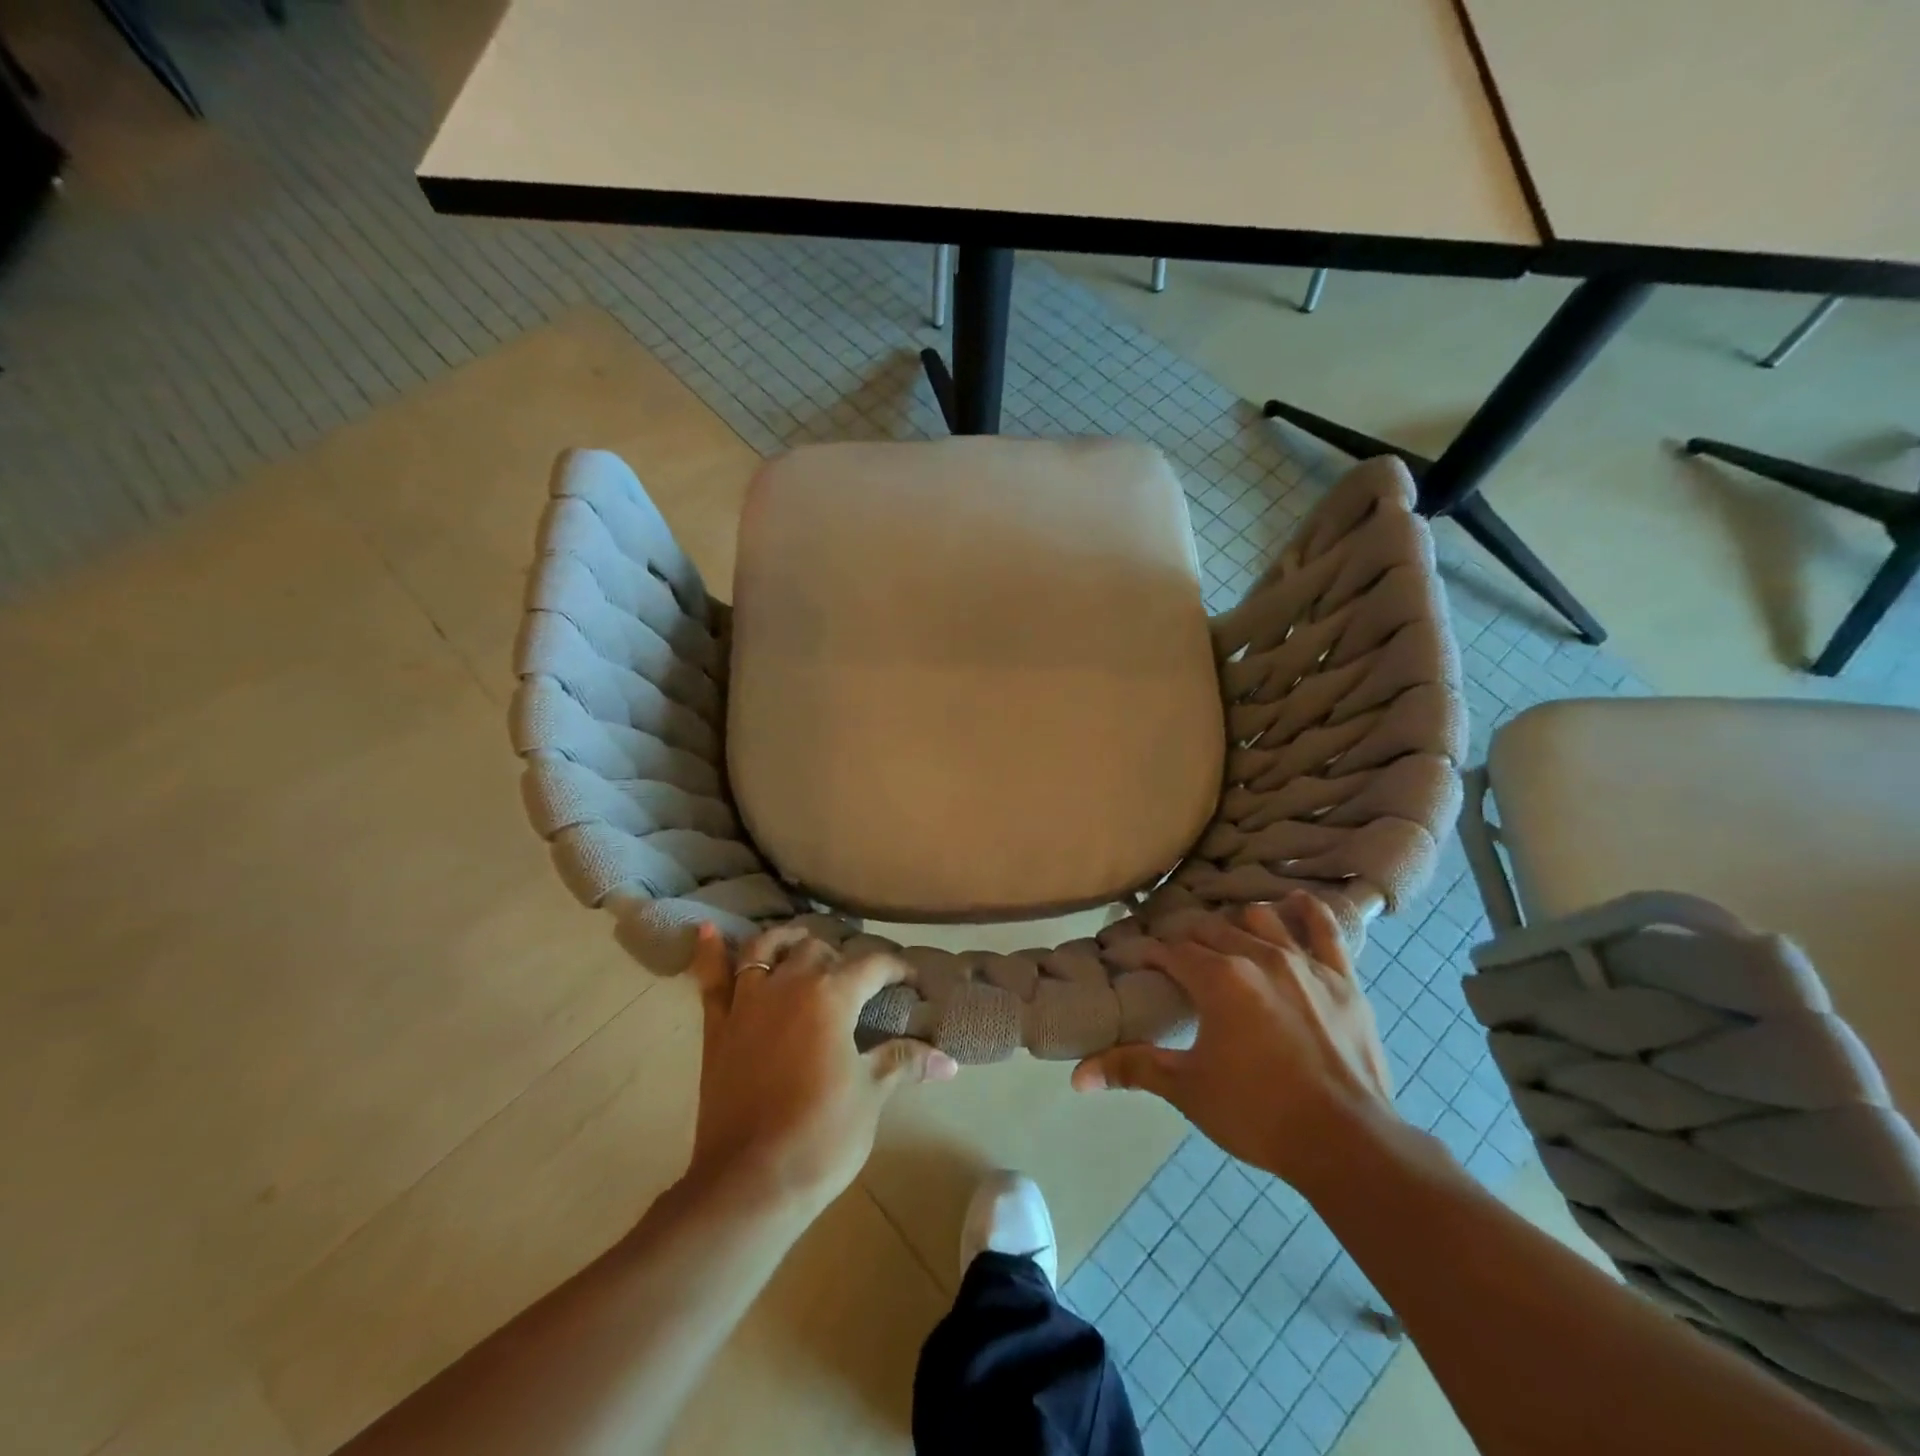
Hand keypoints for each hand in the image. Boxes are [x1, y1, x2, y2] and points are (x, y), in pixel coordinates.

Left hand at [685, 924, 958, 1217]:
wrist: (750, 1183)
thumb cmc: (821, 1136)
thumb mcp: (871, 1096)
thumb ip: (903, 1062)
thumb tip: (949, 1061)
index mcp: (832, 996)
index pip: (872, 966)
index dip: (897, 968)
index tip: (911, 979)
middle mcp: (789, 984)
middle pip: (817, 949)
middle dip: (841, 956)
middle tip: (859, 978)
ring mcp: (748, 1002)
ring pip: (766, 948)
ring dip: (785, 939)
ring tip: (800, 941)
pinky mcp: (718, 1027)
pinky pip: (711, 980)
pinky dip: (709, 953)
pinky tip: (706, 929)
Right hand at [1071, 893, 1396, 1193]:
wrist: (1347, 1143)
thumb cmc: (1258, 1114)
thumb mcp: (1188, 1090)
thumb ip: (1132, 1069)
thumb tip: (1077, 1076)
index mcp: (1218, 978)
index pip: (1169, 951)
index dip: (1145, 953)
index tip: (1131, 960)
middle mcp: (1258, 956)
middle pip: (1210, 930)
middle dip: (1185, 939)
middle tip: (1173, 959)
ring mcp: (1304, 963)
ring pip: (1260, 919)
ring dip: (1237, 925)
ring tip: (1226, 942)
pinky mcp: (1342, 979)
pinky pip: (1325, 929)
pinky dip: (1307, 912)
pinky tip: (1296, 903)